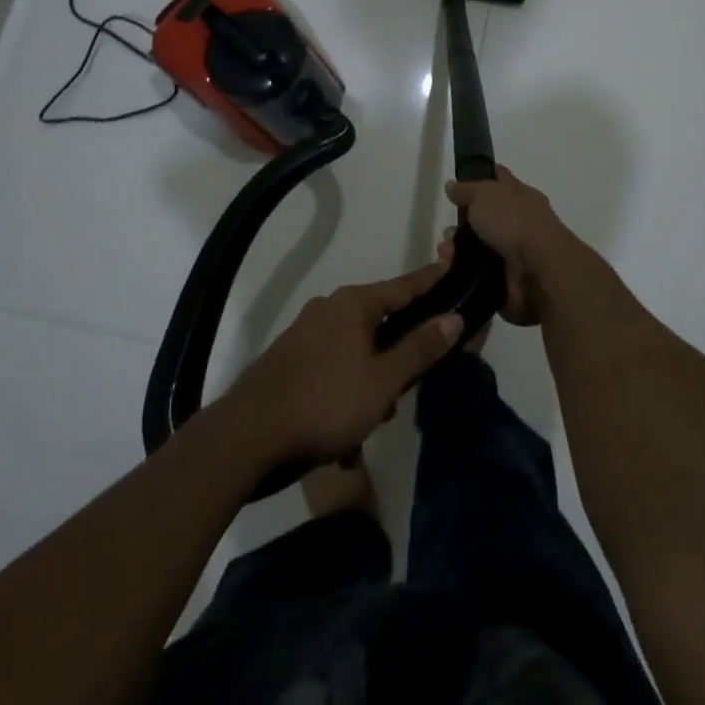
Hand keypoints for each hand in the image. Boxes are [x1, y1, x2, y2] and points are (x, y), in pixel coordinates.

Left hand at [220, 263, 462, 467]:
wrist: (250, 434)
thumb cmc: (326, 402)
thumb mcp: (383, 381)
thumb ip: (419, 349)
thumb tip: (454, 318)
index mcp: (353, 303)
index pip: (403, 287)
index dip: (430, 282)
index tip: (451, 268)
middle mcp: (328, 308)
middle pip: (379, 324)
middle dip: (395, 360)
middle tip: (401, 394)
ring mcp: (305, 333)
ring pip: (356, 352)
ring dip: (369, 385)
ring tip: (366, 426)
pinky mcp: (289, 359)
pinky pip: (332, 369)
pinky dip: (344, 394)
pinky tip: (340, 436)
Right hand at [441, 166, 572, 326]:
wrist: (539, 269)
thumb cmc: (513, 221)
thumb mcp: (484, 194)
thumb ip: (466, 190)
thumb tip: (452, 185)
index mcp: (519, 195)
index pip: (499, 179)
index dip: (481, 177)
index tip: (459, 184)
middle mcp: (518, 221)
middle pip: (483, 218)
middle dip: (459, 225)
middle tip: (446, 233)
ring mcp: (513, 252)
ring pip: (477, 248)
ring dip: (456, 250)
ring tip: (445, 254)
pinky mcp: (506, 279)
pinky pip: (477, 273)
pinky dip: (462, 271)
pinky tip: (448, 269)